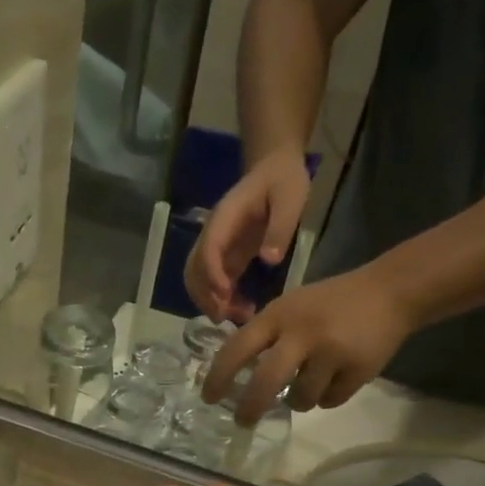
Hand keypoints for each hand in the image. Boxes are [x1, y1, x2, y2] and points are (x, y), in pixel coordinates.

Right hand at [185, 151, 311, 322]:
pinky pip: (214, 283)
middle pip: (194, 270)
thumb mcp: (290, 197)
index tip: (226, 295)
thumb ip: (280, 227)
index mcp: (224, 219)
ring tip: (237, 316)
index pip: (208, 250)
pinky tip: (242, 309)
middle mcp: (212, 235)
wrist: (274, 168)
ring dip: (210, 302)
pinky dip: (222, 300)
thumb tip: (269, 260)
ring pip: (198, 280)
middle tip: (227, 316)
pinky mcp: (226, 257)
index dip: (212, 275)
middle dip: (205, 296)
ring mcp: (217, 248)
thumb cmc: (282, 180)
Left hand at [203, 265, 416, 425]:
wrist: (390, 291)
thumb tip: (231, 375)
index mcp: (278, 315)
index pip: (237, 349)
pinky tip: (336, 378)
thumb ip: (264, 335)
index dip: (218, 377)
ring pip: (300, 399)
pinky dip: (328, 396)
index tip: (208, 398)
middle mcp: (302, 333)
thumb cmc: (329, 303)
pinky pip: (329, 401)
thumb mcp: (289, 307)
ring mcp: (331, 352)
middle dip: (250, 408)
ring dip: (298, 400)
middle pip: (265, 383)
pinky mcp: (358, 369)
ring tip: (308, 384)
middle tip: (243, 421)